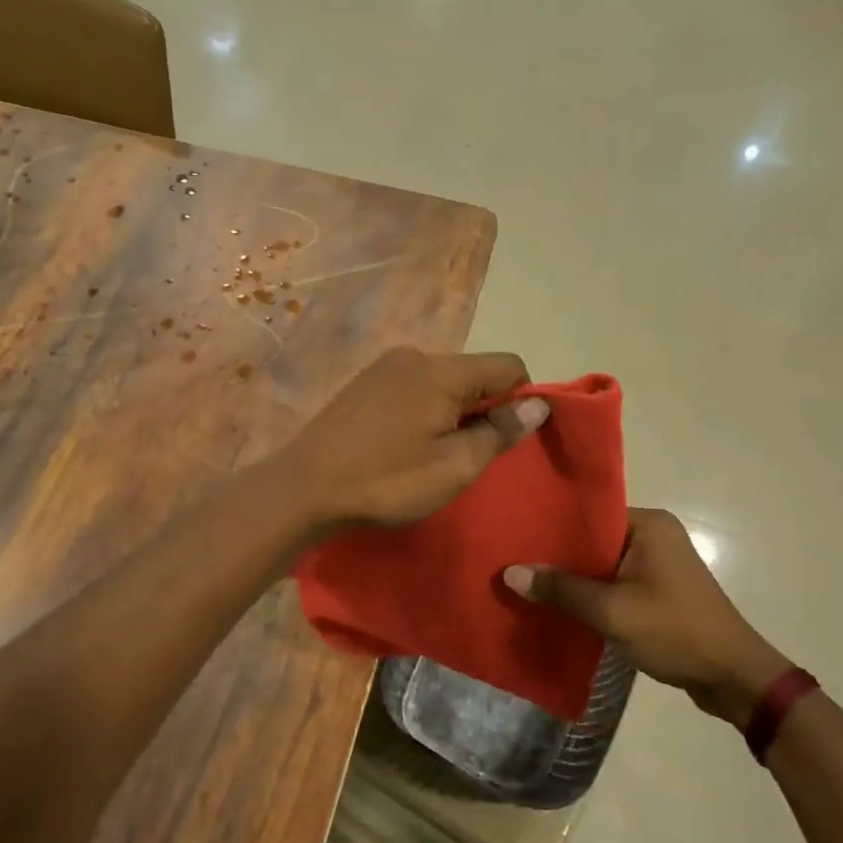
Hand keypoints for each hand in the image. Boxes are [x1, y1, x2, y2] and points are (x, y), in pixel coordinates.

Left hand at [277, 348, 546, 532]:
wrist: (304, 487)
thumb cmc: (387, 481)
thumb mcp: (454, 467)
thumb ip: (500, 432)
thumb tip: (539, 405)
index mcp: (442, 370)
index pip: (508, 364)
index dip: (520, 400)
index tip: (504, 439)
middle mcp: (414, 355)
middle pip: (473, 372)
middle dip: (483, 408)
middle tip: (465, 455)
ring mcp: (384, 367)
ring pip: (442, 381)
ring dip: (452, 412)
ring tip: (431, 454)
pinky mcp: (363, 383)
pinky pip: (413, 387)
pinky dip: (423, 410)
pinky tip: (403, 444)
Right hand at [504, 508, 791, 725]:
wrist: (734, 678)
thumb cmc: (675, 631)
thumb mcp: (611, 611)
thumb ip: (560, 590)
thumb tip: (510, 573)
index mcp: (649, 524)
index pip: (590, 512)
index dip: (553, 525)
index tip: (516, 534)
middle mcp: (655, 534)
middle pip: (594, 538)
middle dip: (559, 554)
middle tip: (514, 559)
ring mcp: (659, 563)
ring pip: (603, 563)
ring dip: (574, 577)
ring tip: (528, 582)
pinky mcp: (660, 589)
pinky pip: (615, 582)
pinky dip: (593, 593)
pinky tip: (561, 605)